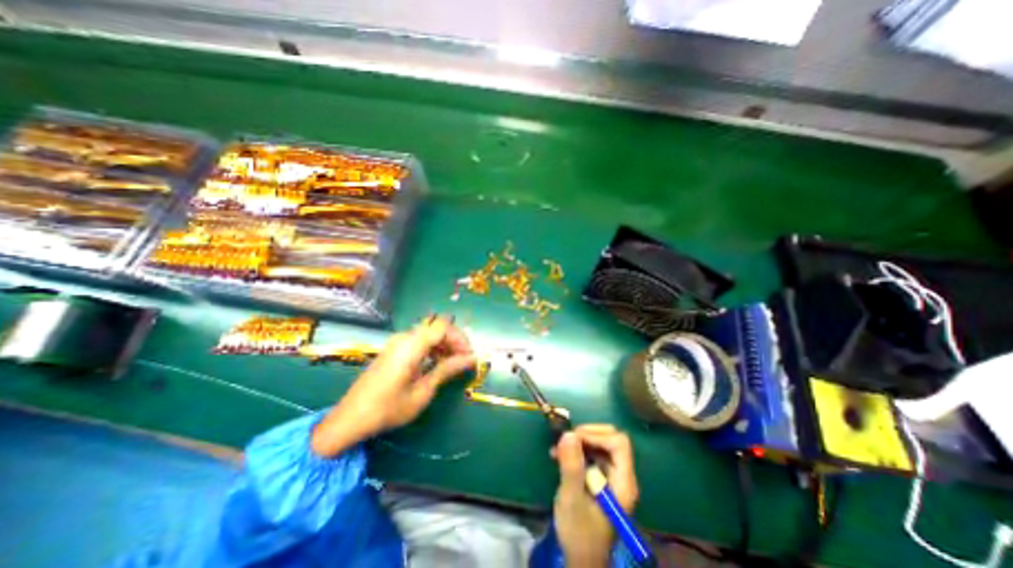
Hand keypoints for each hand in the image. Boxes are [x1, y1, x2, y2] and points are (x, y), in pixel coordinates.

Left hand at [311, 314, 477, 457]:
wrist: (350, 419)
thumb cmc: (388, 408)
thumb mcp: (423, 391)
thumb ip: (447, 370)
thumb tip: (471, 359)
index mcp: (411, 346)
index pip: (443, 326)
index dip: (460, 337)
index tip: (469, 355)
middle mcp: (404, 337)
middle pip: (437, 328)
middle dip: (454, 342)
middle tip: (465, 361)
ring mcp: (397, 342)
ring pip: (429, 334)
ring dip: (445, 345)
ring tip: (454, 364)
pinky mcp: (394, 348)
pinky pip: (419, 341)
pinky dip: (433, 349)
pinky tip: (437, 364)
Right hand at [551, 423, 634, 564]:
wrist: (580, 558)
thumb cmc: (579, 532)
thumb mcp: (572, 499)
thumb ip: (571, 466)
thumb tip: (568, 434)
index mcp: (623, 482)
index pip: (619, 443)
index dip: (597, 435)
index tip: (574, 439)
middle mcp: (621, 475)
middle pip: (611, 439)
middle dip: (587, 435)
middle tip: (566, 441)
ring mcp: (612, 476)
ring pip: (600, 444)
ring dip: (578, 442)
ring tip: (557, 450)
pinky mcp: (601, 478)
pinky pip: (592, 453)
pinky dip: (576, 450)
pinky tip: (559, 456)